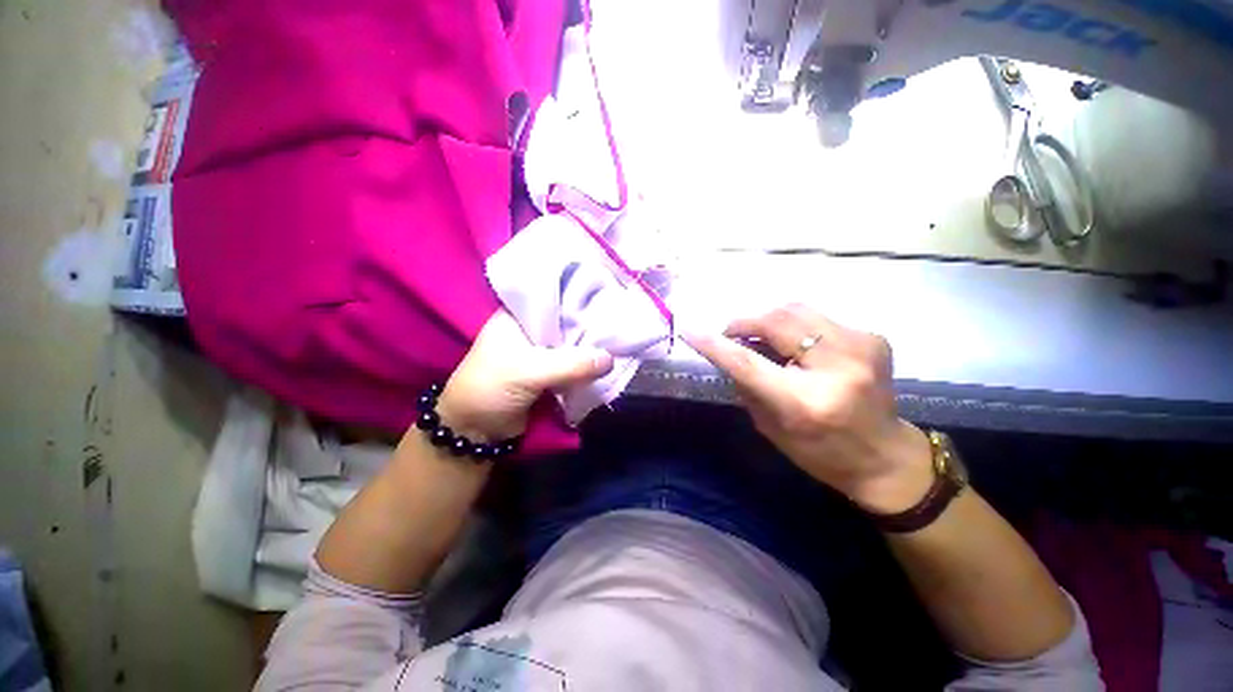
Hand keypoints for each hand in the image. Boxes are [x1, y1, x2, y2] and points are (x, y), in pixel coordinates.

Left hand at [435, 310, 614, 441]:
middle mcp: (532, 329)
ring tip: (620, 339)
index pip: (555, 296)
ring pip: (573, 343)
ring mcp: (541, 351)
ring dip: (591, 346)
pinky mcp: (549, 371)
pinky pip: (573, 363)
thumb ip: (571, 365)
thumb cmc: (491, 389)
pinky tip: (608, 361)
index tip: (609, 297)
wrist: (475, 431)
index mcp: (519, 316)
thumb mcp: (529, 372)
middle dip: (591, 324)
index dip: (581, 296)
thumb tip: (610, 359)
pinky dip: (587, 365)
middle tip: (620, 321)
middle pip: (568, 320)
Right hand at [685, 304, 932, 512]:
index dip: (715, 344)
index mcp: (806, 402)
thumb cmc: (820, 453)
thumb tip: (729, 351)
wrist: (886, 457)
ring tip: (762, 338)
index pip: (748, 362)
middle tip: (732, 334)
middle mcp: (837, 367)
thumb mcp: (770, 427)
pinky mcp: (873, 337)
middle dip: (745, 323)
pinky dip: (796, 328)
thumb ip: (747, 385)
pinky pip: (818, 319)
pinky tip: (797, 346)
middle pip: (776, 322)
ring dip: (769, 321)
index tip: (690, 331)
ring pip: (796, 310)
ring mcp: (861, 346)